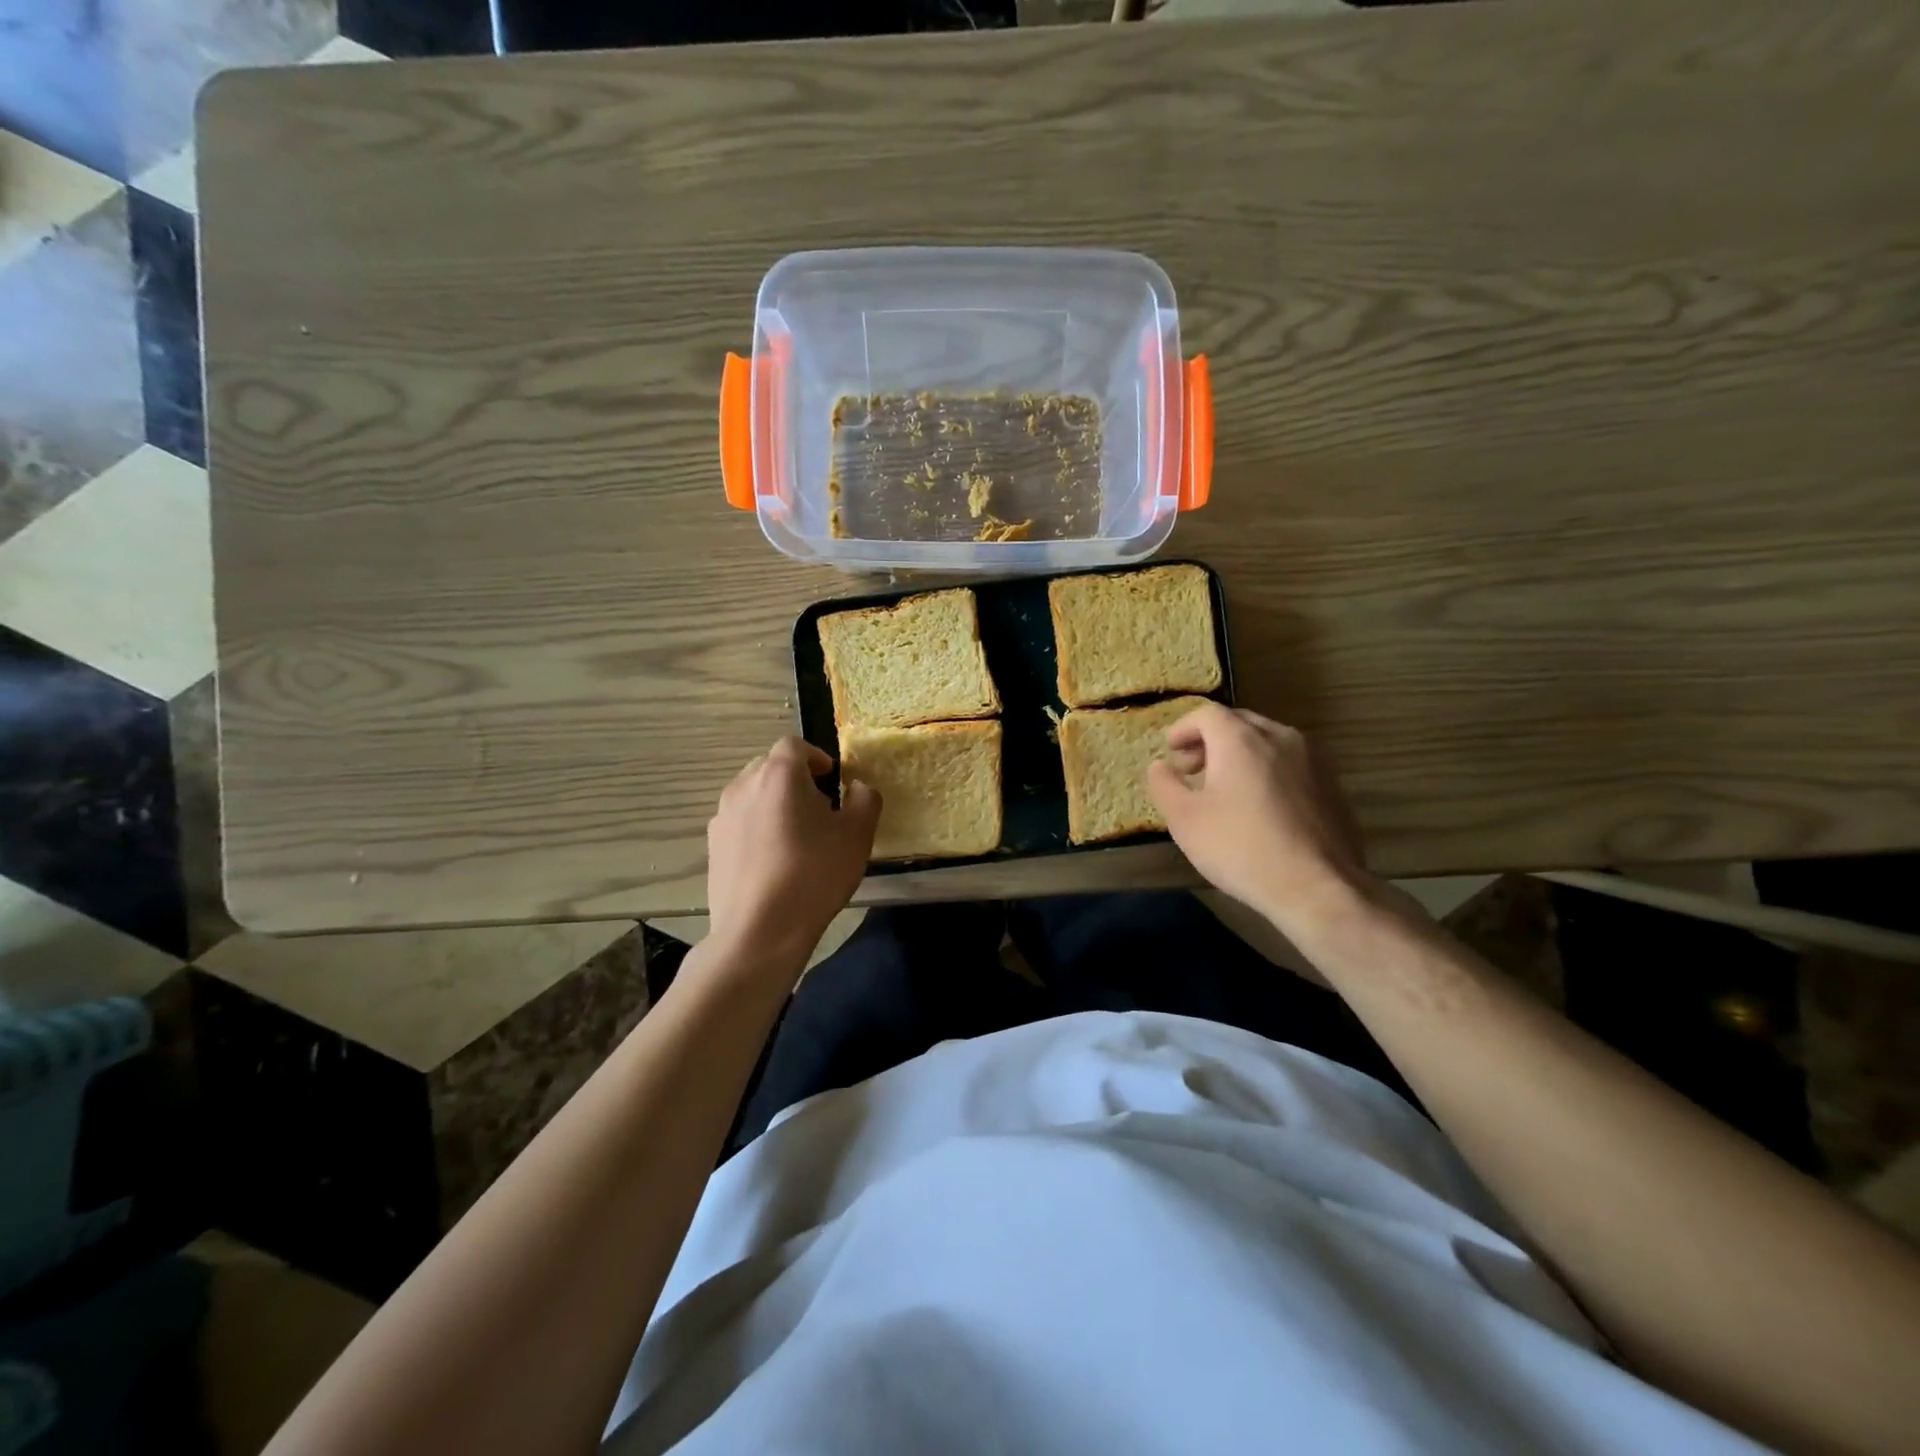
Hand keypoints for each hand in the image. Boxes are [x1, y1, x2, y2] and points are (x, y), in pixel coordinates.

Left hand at [706, 738, 880, 971]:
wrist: (760, 930)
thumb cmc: (814, 874)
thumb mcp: (857, 835)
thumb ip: (865, 800)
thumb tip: (858, 788)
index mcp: (779, 774)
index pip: (794, 745)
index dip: (816, 757)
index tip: (832, 779)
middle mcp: (744, 786)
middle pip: (770, 767)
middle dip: (795, 780)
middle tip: (819, 808)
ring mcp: (722, 817)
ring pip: (752, 795)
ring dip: (774, 804)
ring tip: (795, 836)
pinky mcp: (713, 846)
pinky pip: (740, 823)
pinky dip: (757, 829)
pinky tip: (773, 861)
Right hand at [1147, 703, 1375, 935]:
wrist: (1316, 886)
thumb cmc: (1240, 847)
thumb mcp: (1184, 819)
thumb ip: (1165, 785)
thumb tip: (1160, 766)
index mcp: (1241, 739)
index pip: (1207, 714)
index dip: (1183, 728)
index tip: (1171, 750)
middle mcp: (1280, 737)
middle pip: (1240, 722)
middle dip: (1211, 739)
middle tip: (1193, 767)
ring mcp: (1313, 760)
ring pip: (1269, 741)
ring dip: (1241, 754)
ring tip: (1226, 787)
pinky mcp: (1332, 785)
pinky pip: (1291, 764)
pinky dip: (1268, 771)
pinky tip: (1261, 806)